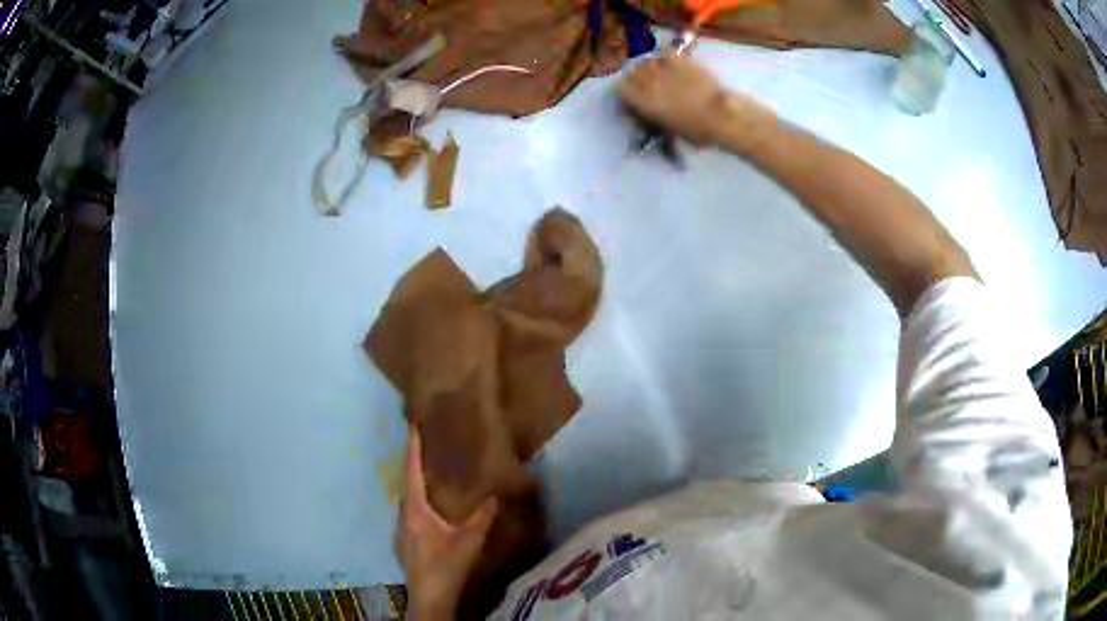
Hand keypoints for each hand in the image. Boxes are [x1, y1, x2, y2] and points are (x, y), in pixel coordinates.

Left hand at [395, 424, 497, 619]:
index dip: (413, 449)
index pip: (412, 472)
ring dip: (414, 483)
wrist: (429, 597)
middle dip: (413, 463)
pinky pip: (409, 513)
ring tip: (428, 473)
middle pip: (405, 483)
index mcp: (415, 509)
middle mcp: (403, 515)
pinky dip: (417, 502)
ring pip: (406, 499)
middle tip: (425, 446)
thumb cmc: (446, 566)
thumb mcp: (469, 542)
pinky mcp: (405, 542)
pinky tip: (429, 509)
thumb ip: (482, 518)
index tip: (413, 425)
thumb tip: (495, 497)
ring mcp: (401, 530)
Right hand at [617, 51, 772, 147]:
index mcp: (642, 102)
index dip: (627, 93)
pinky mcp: (680, 60)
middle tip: (649, 86)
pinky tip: (671, 61)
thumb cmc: (697, 131)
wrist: (721, 116)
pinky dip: (665, 55)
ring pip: (646, 61)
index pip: (620, 89)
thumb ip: (655, 117)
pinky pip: (665, 51)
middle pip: (632, 73)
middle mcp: (647, 82)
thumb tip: (650, 113)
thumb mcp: (670, 130)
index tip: (634, 98)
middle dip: (638, 79)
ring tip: (660, 73)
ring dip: (650, 67)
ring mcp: (663, 69)